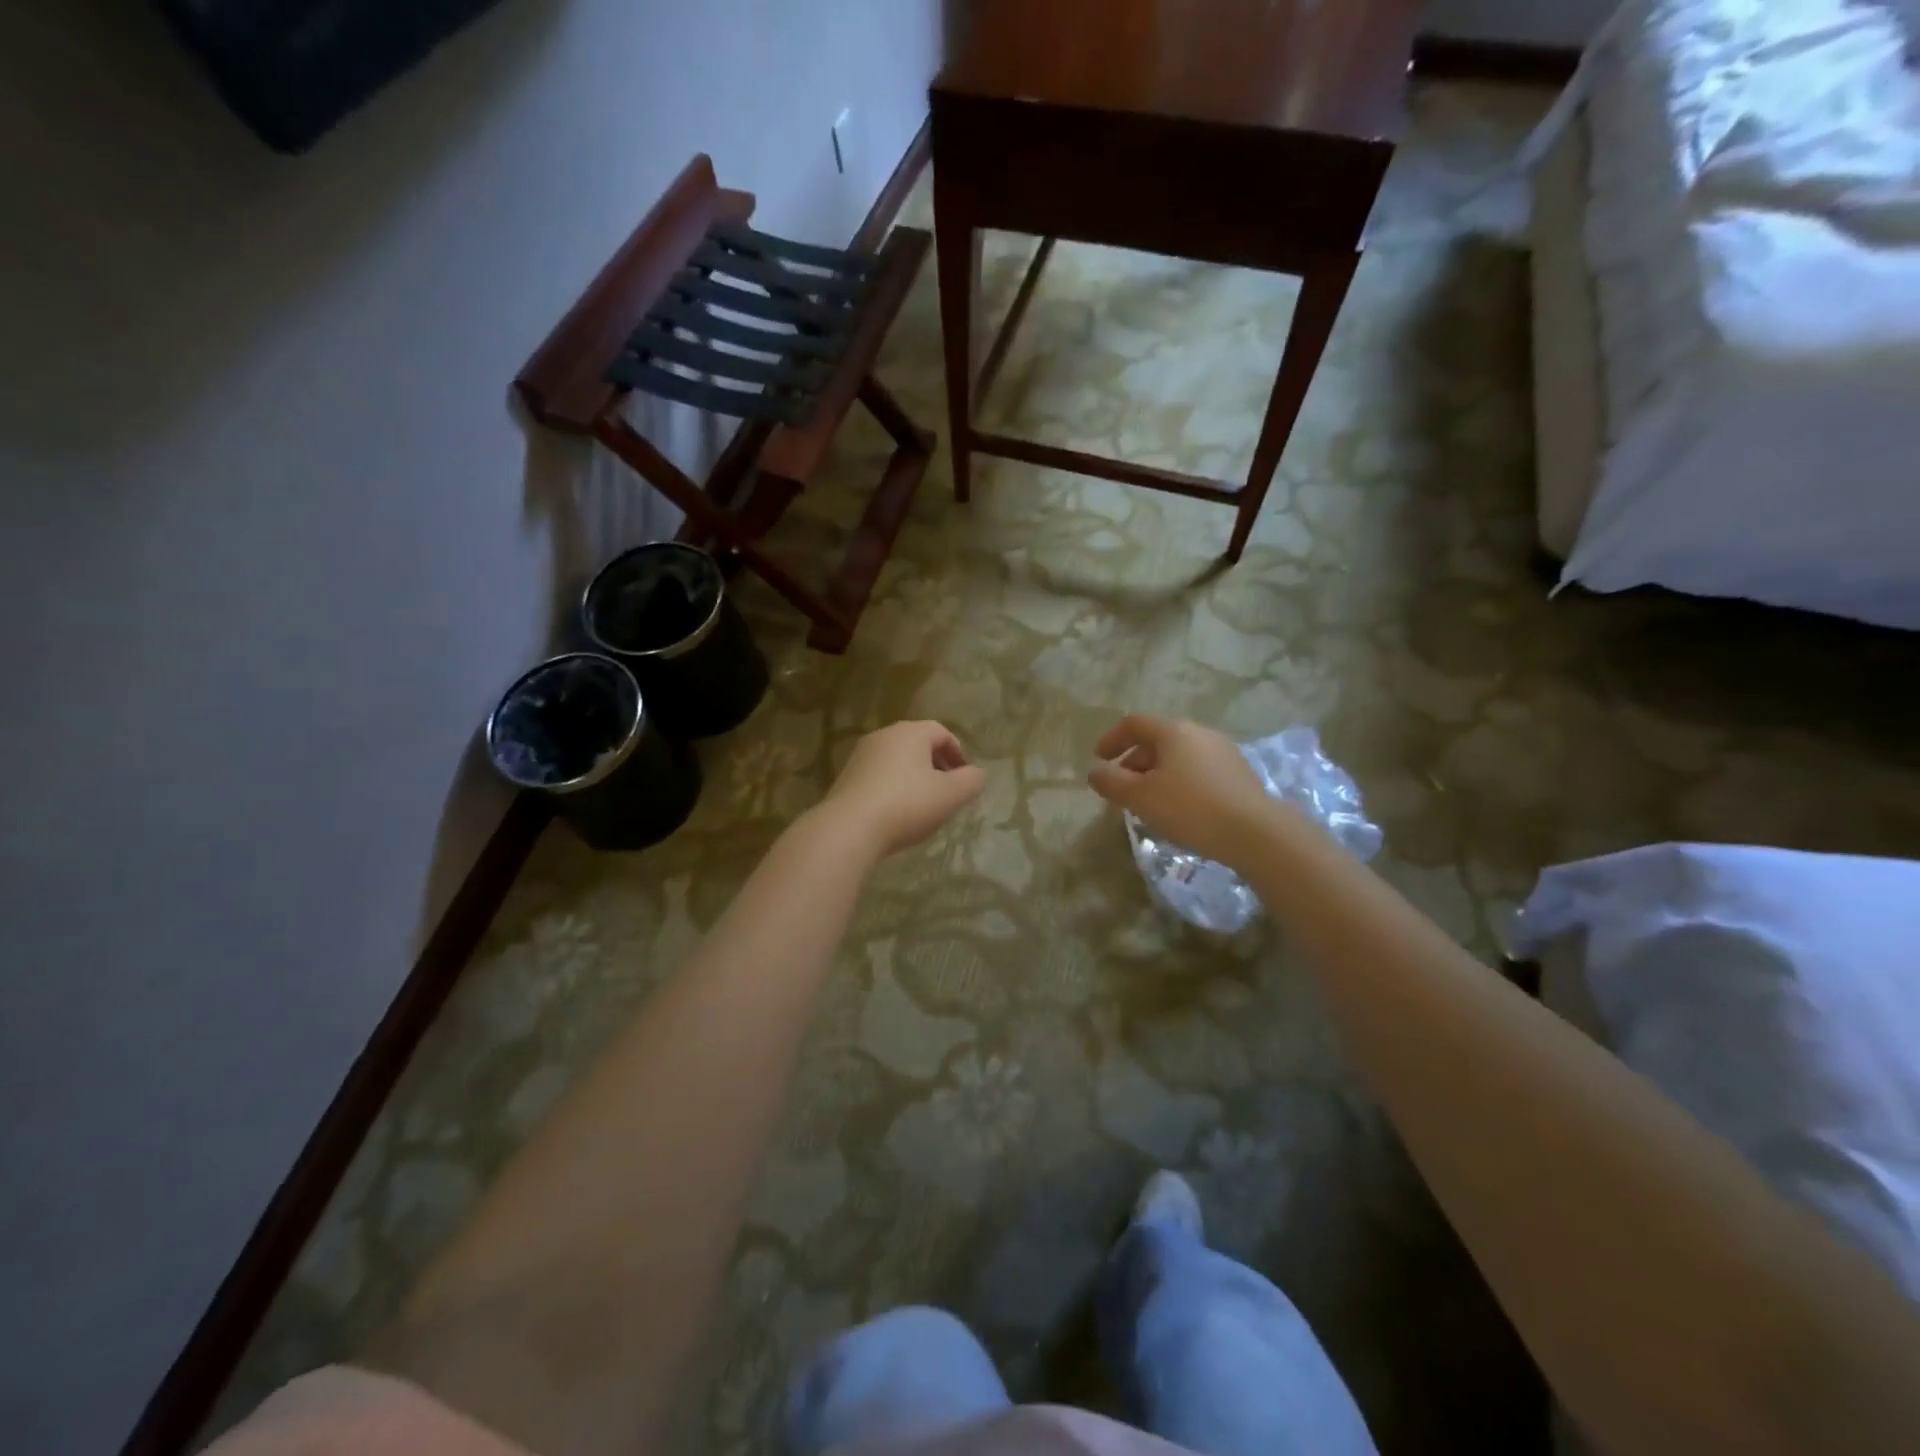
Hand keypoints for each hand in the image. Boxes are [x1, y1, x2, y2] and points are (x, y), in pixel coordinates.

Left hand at [814, 720, 986, 860]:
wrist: (849, 828)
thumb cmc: (907, 805)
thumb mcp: (950, 795)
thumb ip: (971, 781)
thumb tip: (977, 774)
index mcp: (910, 732)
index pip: (941, 732)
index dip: (957, 753)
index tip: (965, 776)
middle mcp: (884, 736)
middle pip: (917, 744)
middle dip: (936, 764)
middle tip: (948, 790)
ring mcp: (861, 755)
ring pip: (897, 760)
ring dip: (914, 777)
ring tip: (923, 804)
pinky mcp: (846, 777)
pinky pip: (879, 776)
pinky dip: (893, 787)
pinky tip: (897, 812)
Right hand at [1087, 714, 1280, 869]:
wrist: (1256, 833)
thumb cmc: (1190, 808)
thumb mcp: (1140, 797)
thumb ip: (1111, 782)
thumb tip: (1095, 772)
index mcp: (1174, 731)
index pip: (1134, 723)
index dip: (1111, 739)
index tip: (1098, 758)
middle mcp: (1200, 733)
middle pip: (1158, 740)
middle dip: (1133, 761)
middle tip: (1121, 787)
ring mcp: (1223, 752)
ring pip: (1179, 757)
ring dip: (1157, 774)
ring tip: (1148, 801)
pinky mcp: (1239, 775)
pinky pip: (1198, 771)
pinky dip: (1179, 782)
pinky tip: (1178, 809)